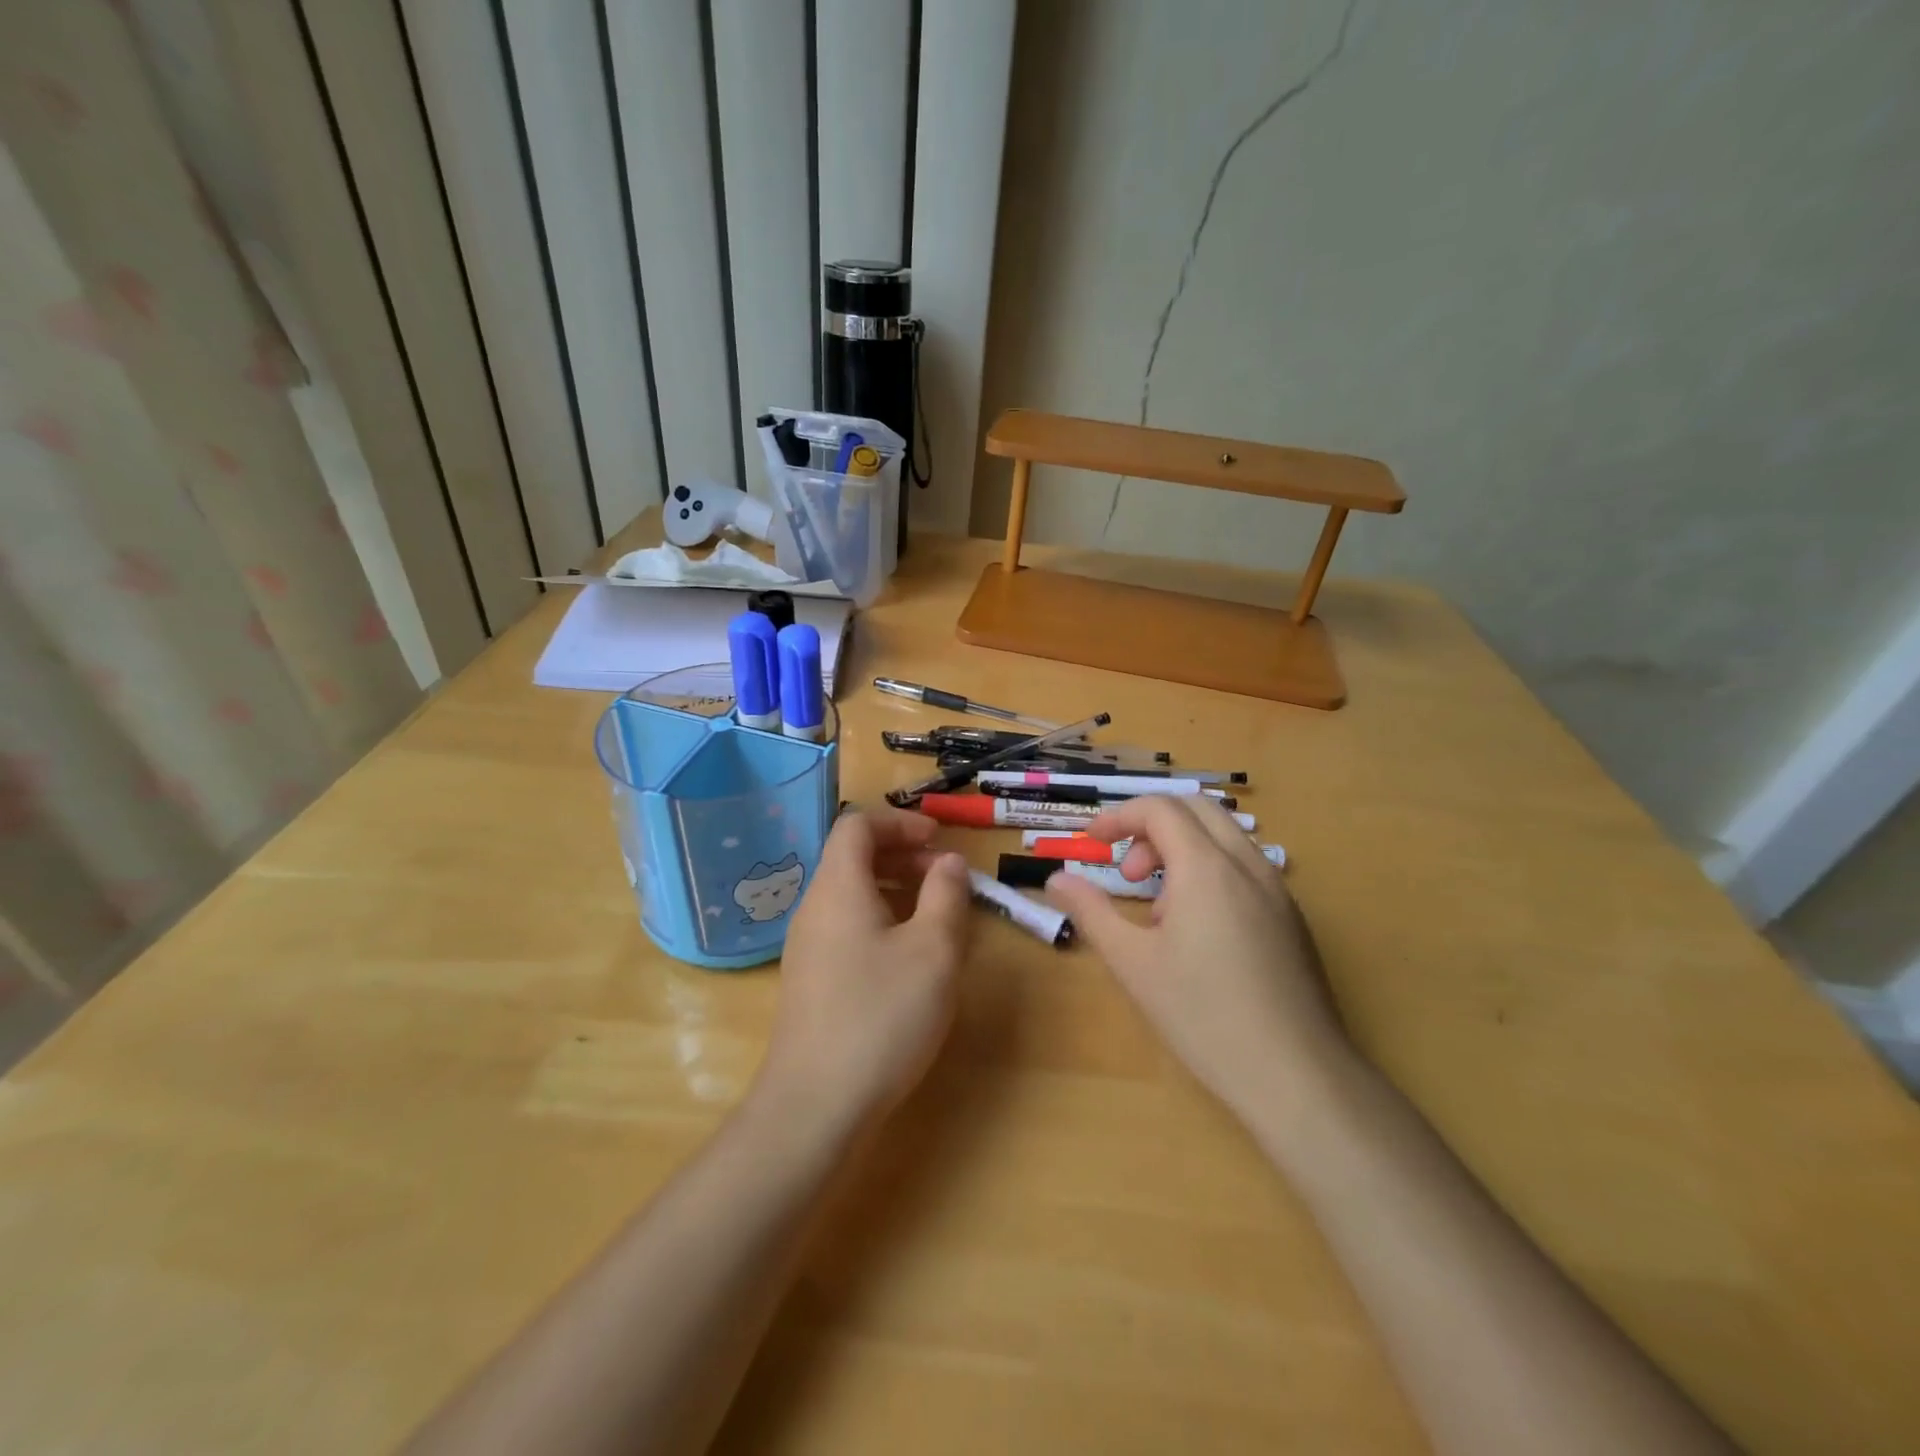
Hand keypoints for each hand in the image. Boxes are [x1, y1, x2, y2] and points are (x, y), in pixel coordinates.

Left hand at [755, 808, 971, 1133]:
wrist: (814, 1105)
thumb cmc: (881, 1016)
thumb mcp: (933, 952)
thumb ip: (946, 896)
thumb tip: (949, 863)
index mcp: (838, 888)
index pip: (857, 826)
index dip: (900, 822)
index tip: (939, 840)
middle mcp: (815, 907)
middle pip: (853, 857)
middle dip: (903, 855)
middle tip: (946, 877)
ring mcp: (808, 946)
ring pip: (851, 894)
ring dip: (895, 889)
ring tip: (936, 915)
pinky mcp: (811, 979)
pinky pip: (846, 926)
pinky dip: (880, 920)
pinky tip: (909, 957)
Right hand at [1043, 796, 1350, 1115]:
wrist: (1297, 1076)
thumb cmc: (1204, 1016)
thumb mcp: (1133, 963)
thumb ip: (1091, 911)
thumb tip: (1056, 880)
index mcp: (1206, 867)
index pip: (1159, 808)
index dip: (1118, 816)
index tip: (1090, 842)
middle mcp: (1247, 864)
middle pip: (1195, 808)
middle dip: (1151, 826)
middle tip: (1129, 874)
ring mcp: (1277, 889)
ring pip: (1224, 836)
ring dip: (1182, 848)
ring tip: (1161, 910)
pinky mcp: (1292, 917)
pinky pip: (1245, 867)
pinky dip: (1210, 870)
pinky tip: (1200, 931)